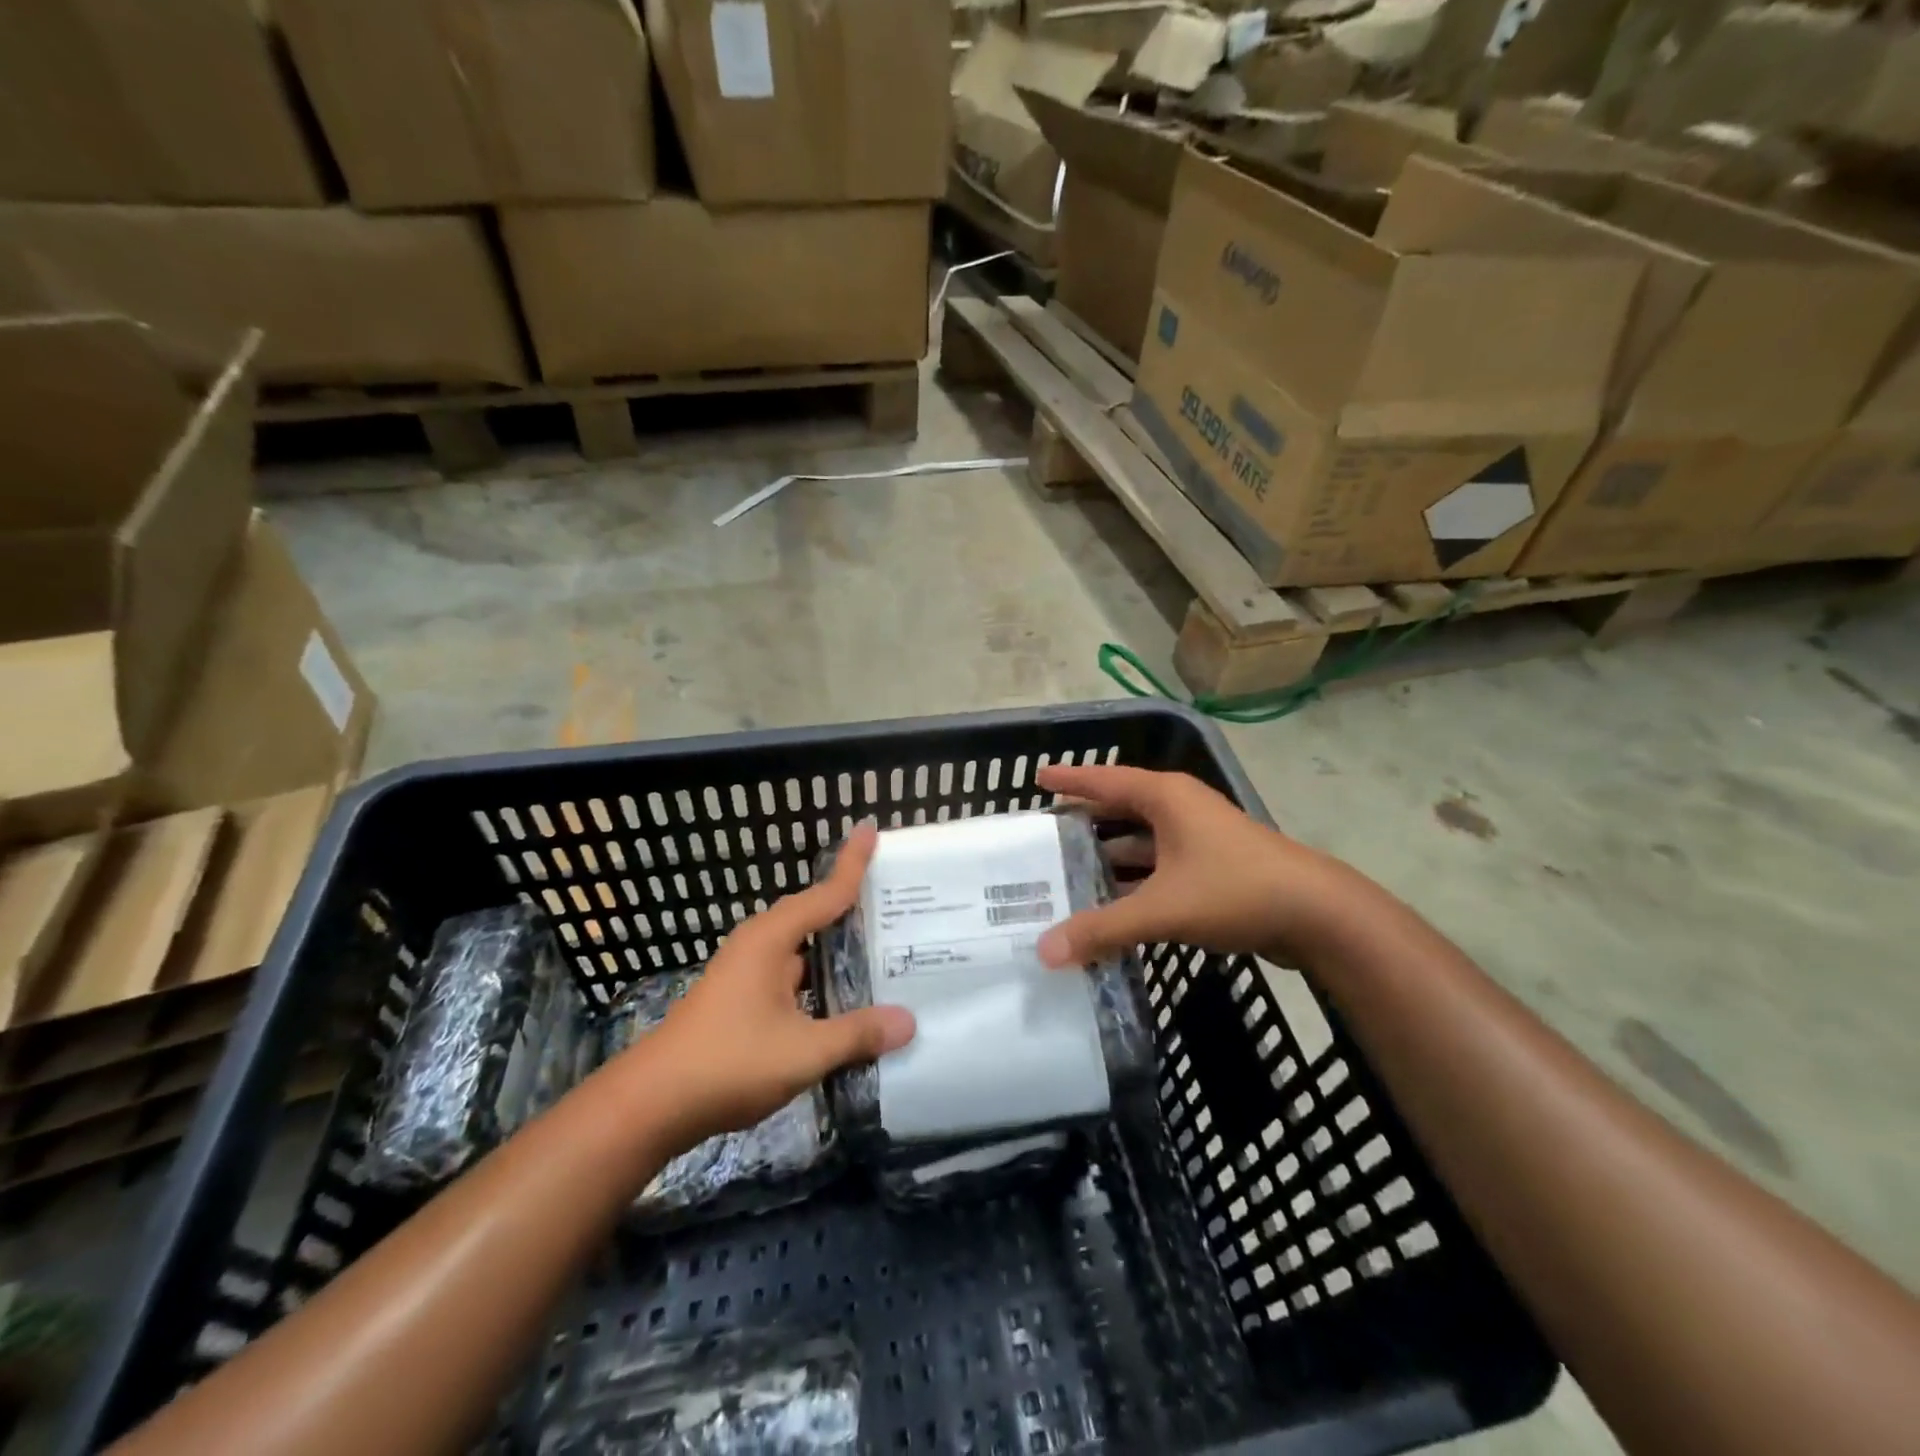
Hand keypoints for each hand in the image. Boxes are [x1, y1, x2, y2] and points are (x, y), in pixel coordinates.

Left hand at [637, 821, 914, 1143]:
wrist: (651, 1105)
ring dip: (838, 949)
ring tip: (885, 950)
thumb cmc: (728, 1063)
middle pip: (814, 915)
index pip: (825, 894)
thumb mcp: (802, 1051)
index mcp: (771, 940)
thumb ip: (857, 1034)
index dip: (852, 864)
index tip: (871, 828)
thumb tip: (909, 1021)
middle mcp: (759, 946)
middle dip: (852, 908)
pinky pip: (794, 976)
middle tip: (897, 903)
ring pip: (804, 950)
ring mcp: (748, 974)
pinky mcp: (743, 1000)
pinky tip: (846, 1000)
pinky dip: (822, 978)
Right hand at [1035, 764, 1352, 966]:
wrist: (1318, 914)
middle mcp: (1180, 808)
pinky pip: (1159, 863)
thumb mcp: (1163, 908)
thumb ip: (1103, 929)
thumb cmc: (1235, 890)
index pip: (1104, 780)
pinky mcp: (1212, 865)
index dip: (1069, 779)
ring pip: (1141, 839)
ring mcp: (1199, 836)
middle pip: (1120, 807)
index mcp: (1165, 797)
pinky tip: (1113, 900)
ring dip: (1109, 854)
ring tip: (1068, 870)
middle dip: (1084, 819)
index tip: (1036, 777)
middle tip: (1044, 833)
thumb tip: (1045, 952)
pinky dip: (1134, 878)